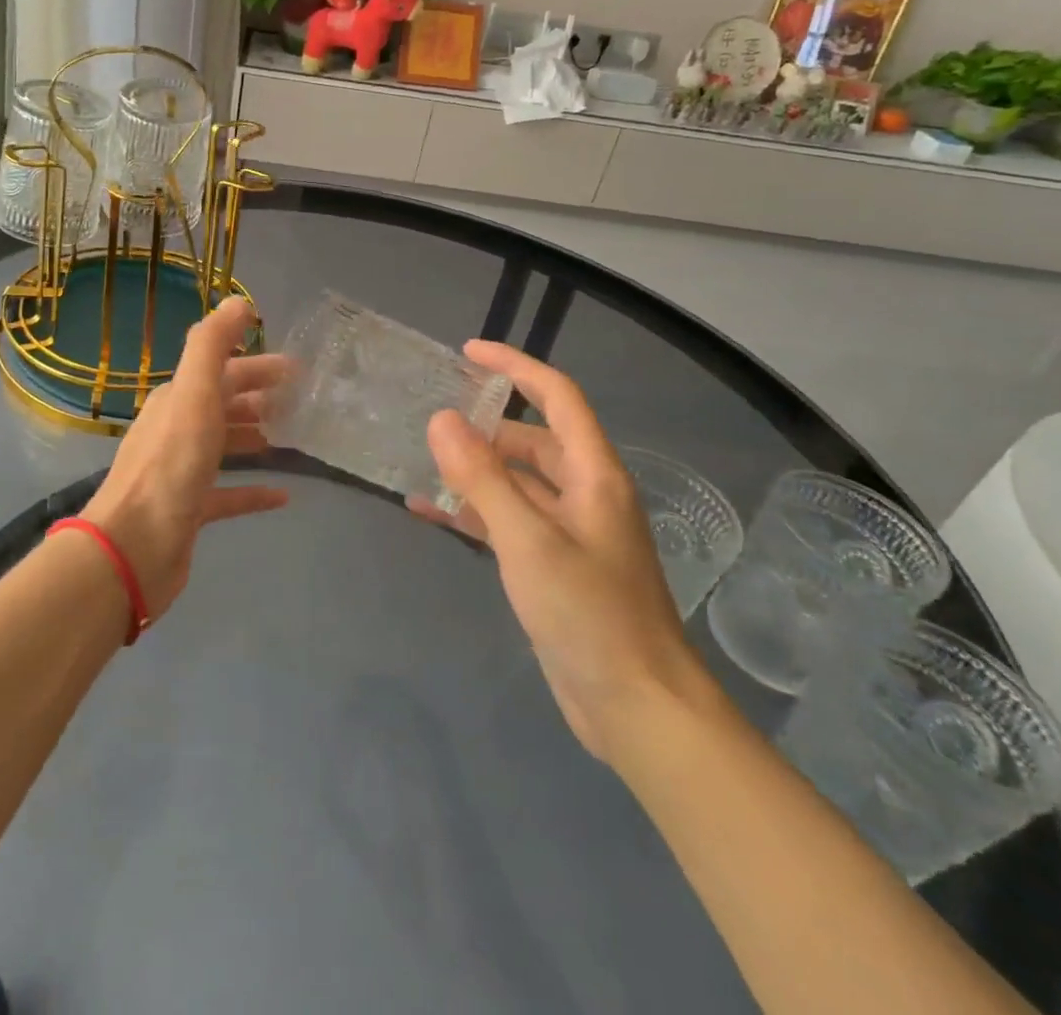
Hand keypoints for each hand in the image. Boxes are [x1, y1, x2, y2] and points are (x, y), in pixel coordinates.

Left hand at [81, 297, 288, 617]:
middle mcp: (177, 430)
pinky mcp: (190, 511)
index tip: (297, 369)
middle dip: (260, 397)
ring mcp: (182, 472)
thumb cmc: (170, 468)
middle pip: (224, 405)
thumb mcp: (193, 397)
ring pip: (224, 445)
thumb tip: (238, 301)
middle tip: (301, 401)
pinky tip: (283, 496)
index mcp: (177, 401)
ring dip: (255, 437)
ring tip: (293, 438)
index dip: (258, 366)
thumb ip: (211, 346)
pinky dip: (253, 491)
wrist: (132, 548)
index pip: (222, 371)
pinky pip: (228, 494)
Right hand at [414, 341, 707, 763]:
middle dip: (486, 424)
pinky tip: (432, 513)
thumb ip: (482, 477)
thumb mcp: (528, 540)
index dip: (516, 367)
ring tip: (422, 461)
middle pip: (534, 439)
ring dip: (475, 470)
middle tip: (432, 418)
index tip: (468, 352)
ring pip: (517, 482)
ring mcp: (570, 532)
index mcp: (594, 474)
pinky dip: (474, 511)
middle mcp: (586, 494)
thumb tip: (442, 418)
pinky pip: (509, 521)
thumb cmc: (590, 614)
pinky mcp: (554, 566)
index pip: (557, 397)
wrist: (637, 708)